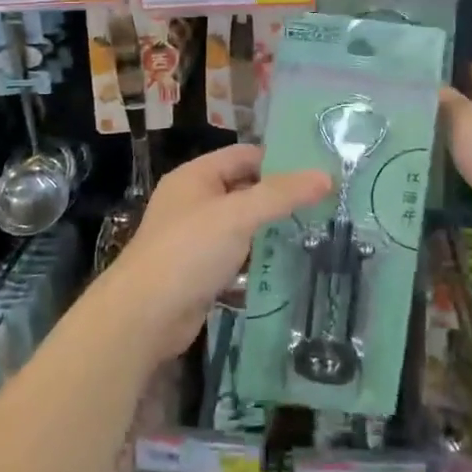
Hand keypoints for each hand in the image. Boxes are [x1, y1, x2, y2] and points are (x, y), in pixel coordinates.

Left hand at [100, 145, 330, 362]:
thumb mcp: (237, 215)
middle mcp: (193, 200)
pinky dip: (257, 255)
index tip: (319, 171)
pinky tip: (287, 261)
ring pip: (240, 223)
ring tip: (316, 229)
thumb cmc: (188, 251)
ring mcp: (194, 237)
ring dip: (270, 227)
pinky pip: (235, 254)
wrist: (144, 316)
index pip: (244, 155)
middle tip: (325, 202)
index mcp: (195, 176)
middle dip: (279, 195)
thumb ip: (281, 195)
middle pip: (243, 188)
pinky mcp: (199, 270)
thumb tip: (327, 176)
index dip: (280, 160)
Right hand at [440, 63, 471, 231]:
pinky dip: (470, 152)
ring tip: (430, 128)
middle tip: (426, 101)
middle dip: (460, 100)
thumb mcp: (465, 119)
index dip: (467, 68)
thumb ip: (447, 100)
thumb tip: (435, 87)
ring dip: (463, 129)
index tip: (438, 74)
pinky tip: (447, 156)